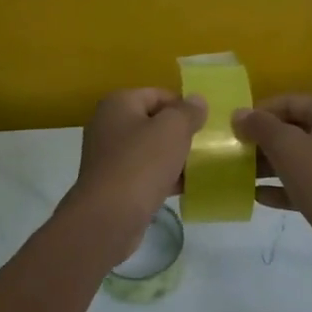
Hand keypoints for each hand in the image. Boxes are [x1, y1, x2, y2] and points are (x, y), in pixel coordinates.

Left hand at [67, 89, 206, 254]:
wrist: (108, 217)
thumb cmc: (141, 164)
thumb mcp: (173, 130)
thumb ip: (188, 112)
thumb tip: (197, 100)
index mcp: (118, 103)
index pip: (158, 95)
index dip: (183, 107)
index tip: (204, 125)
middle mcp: (108, 124)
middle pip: (153, 122)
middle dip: (178, 135)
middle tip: (203, 147)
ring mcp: (107, 155)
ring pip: (149, 150)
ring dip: (172, 158)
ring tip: (197, 169)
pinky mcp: (111, 183)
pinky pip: (143, 173)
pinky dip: (161, 178)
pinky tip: (182, 189)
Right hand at [234, 95, 311, 280]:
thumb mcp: (288, 148)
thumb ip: (261, 127)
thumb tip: (239, 113)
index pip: (288, 102)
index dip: (259, 112)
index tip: (234, 128)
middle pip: (292, 129)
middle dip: (262, 140)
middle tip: (233, 151)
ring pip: (297, 158)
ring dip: (268, 164)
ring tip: (239, 173)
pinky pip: (303, 184)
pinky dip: (282, 187)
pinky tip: (257, 196)